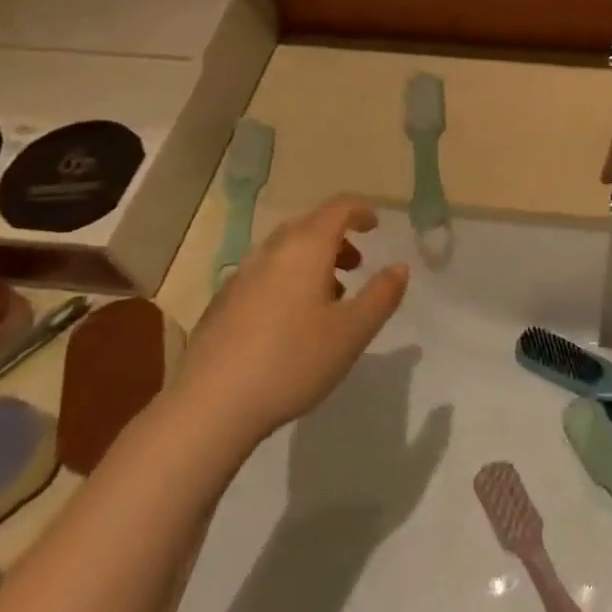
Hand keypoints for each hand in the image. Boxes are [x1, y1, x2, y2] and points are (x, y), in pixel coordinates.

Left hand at [168, 196, 408, 469]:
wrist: (212, 404)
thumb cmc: (293, 360)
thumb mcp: (353, 331)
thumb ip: (382, 295)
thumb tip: (400, 266)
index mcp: (305, 248)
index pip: (337, 208)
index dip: (360, 211)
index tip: (376, 226)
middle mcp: (270, 251)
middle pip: (308, 226)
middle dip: (337, 238)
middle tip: (357, 265)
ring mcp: (240, 276)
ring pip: (284, 252)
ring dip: (312, 261)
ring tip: (329, 298)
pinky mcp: (222, 303)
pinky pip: (264, 274)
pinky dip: (287, 279)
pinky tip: (291, 322)